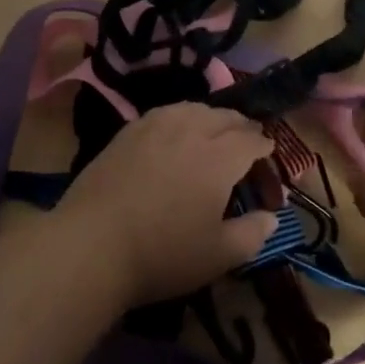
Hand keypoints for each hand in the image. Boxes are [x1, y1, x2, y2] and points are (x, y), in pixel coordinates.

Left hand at [58, 103, 276, 306]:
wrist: (92, 244)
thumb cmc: (162, 254)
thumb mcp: (218, 255)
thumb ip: (252, 234)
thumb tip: (272, 218)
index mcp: (219, 158)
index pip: (250, 139)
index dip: (263, 145)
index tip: (268, 152)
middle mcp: (190, 131)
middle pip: (223, 117)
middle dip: (241, 125)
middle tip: (246, 138)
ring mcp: (154, 127)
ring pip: (192, 108)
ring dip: (210, 117)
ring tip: (213, 130)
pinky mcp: (127, 132)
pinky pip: (163, 113)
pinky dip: (180, 117)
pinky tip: (174, 131)